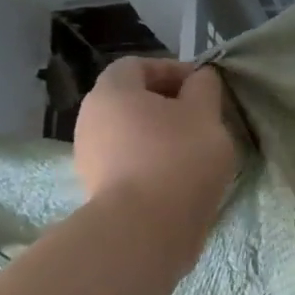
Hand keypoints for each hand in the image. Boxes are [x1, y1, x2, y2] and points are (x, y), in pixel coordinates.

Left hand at [74, 58, 237, 230]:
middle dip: (167, 104)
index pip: (138, 65)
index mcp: (112, 91)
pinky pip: (128, 162)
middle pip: (131, 99)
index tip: (203, 87)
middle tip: (202, 118)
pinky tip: (179, 177)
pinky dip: (152, 161)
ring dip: (160, 135)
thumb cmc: (179, 157)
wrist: (147, 229)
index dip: (172, 69)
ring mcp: (89, 156)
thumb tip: (199, 78)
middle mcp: (90, 118)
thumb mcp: (205, 114)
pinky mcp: (98, 189)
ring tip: (195, 150)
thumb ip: (204, 88)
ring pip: (130, 133)